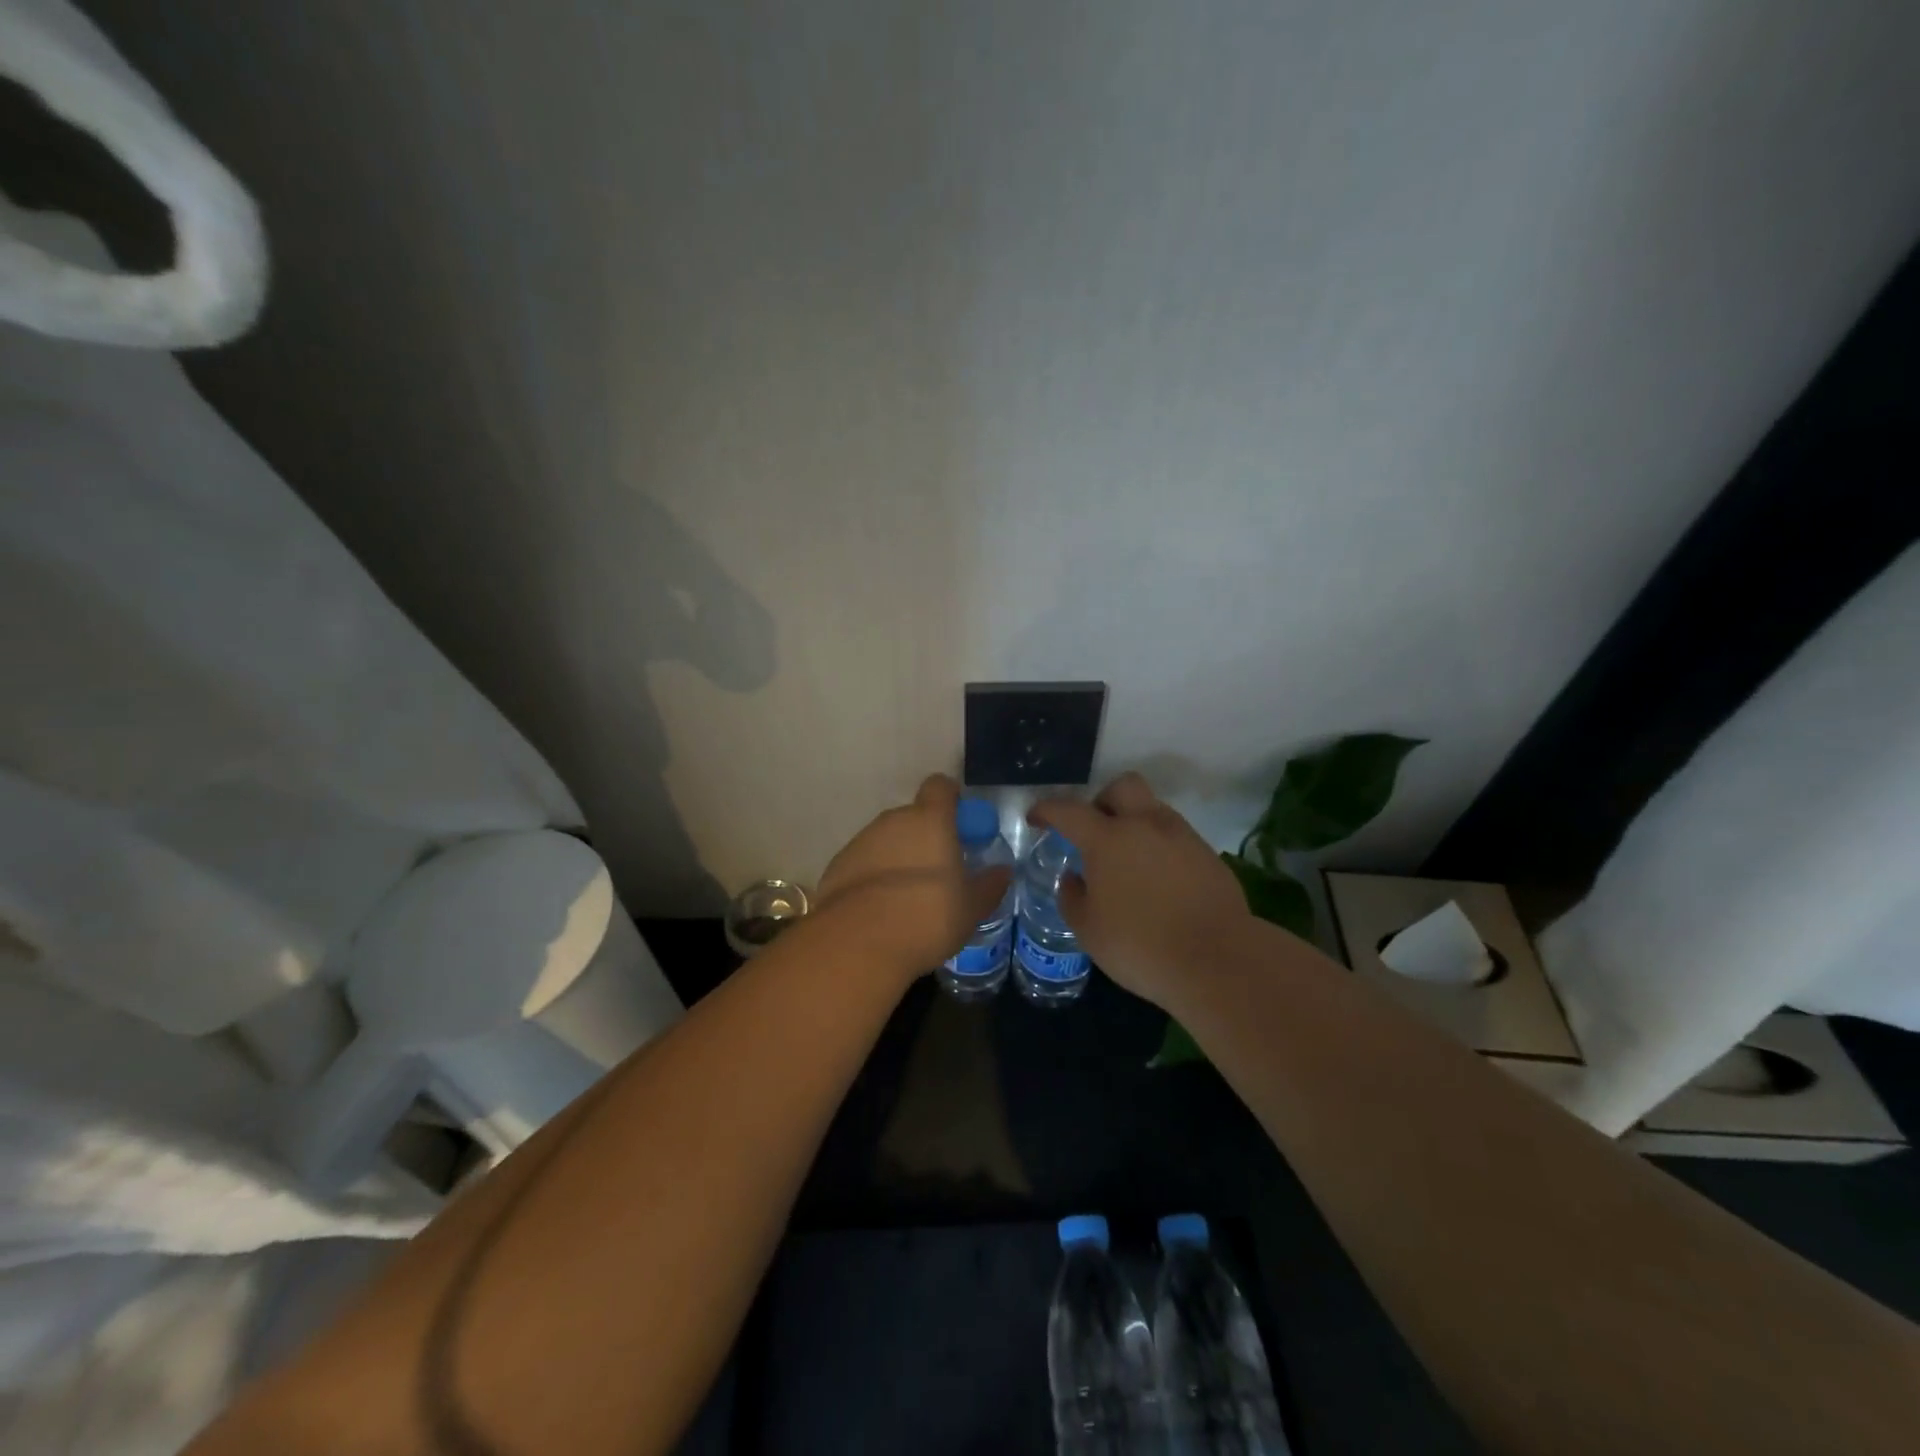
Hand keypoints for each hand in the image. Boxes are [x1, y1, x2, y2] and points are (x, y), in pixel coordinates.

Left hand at [815, 774, 1011, 983]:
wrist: (858, 944)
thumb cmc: (927, 916)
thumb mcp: (971, 908)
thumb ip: (989, 885)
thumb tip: (1002, 871)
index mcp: (930, 820)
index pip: (940, 786)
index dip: (952, 799)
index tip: (961, 824)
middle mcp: (893, 821)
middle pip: (913, 816)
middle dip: (926, 837)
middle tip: (940, 871)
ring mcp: (861, 842)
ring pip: (887, 840)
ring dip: (899, 858)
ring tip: (909, 898)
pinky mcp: (837, 866)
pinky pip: (864, 863)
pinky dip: (874, 877)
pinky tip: (881, 911)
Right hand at [1029, 773, 1252, 1008]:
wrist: (1217, 960)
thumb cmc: (1140, 946)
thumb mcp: (1088, 930)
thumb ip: (1073, 897)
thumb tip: (1073, 877)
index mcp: (1107, 839)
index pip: (1068, 810)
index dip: (1047, 810)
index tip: (1036, 819)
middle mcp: (1145, 825)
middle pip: (1122, 787)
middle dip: (1103, 801)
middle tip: (1095, 831)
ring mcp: (1182, 837)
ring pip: (1153, 810)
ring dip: (1135, 824)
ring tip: (1128, 862)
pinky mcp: (1208, 855)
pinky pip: (1175, 837)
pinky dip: (1160, 848)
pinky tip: (1158, 881)